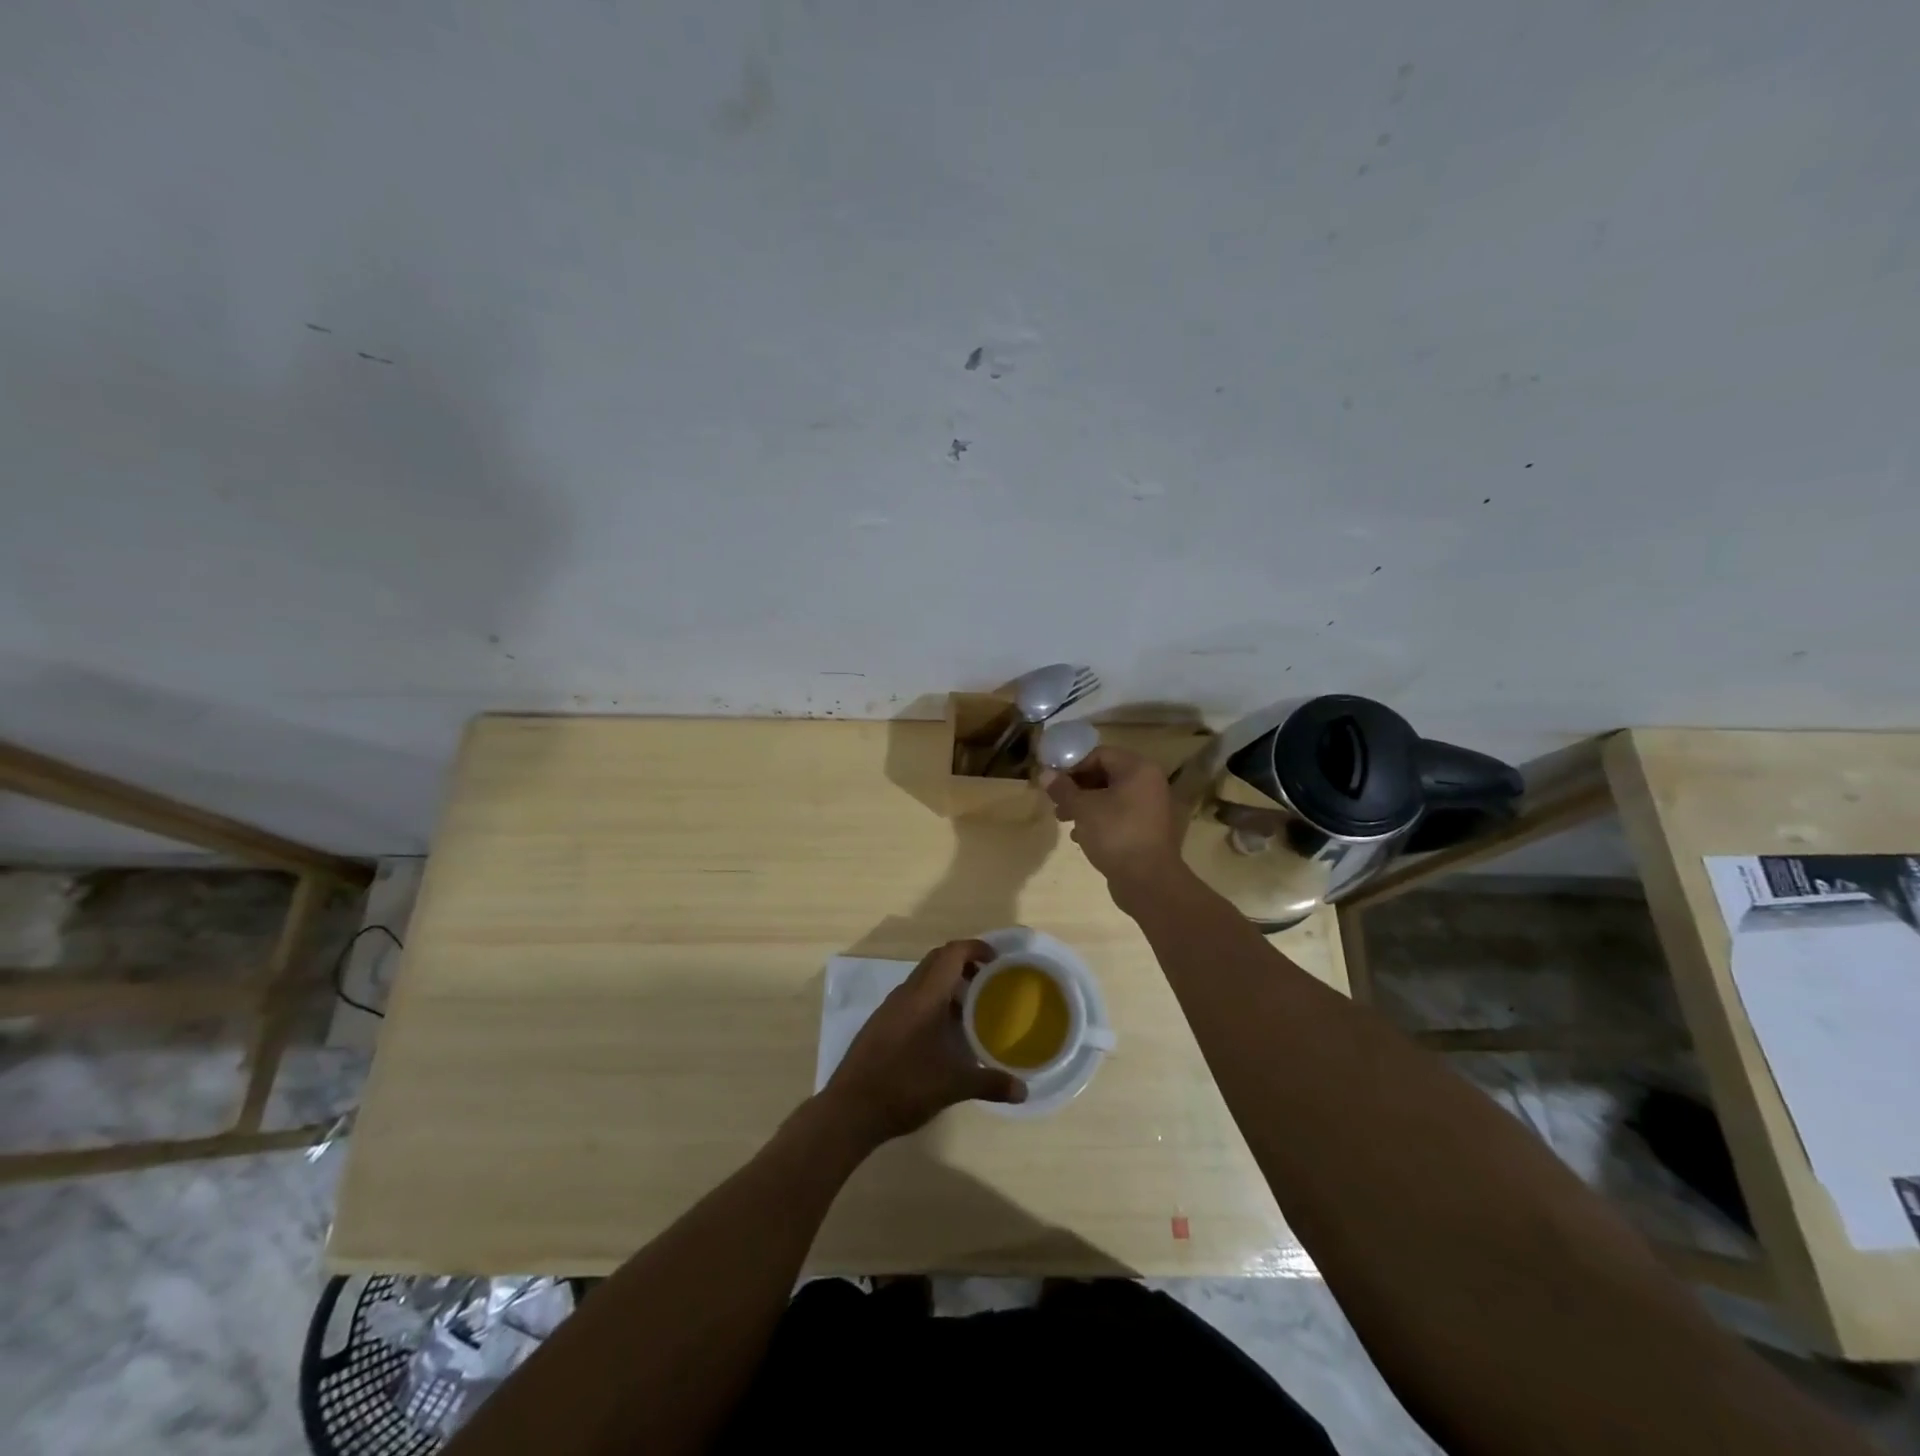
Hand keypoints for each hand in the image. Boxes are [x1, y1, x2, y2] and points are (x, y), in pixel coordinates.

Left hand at [823, 938, 1025, 1147]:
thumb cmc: (905, 1086)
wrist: (850, 1109)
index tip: (997, 960)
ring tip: (970, 1009)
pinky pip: (912, 998)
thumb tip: (1023, 1090)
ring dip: (947, 984)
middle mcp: (906, 994)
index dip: (975, 948)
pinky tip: (942, 1033)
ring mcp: (890, 1008)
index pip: (952, 953)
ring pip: (923, 980)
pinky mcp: (881, 1024)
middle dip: (963, 963)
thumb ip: (990, 1084)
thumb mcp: (953, 1086)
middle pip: (936, 961)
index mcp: (925, 996)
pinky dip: (932, 1002)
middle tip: (988, 981)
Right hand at [1041, 746, 1184, 897]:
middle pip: (1105, 775)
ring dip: (1085, 805)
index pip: (1100, 755)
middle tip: (1056, 801)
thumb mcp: (1083, 809)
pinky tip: (1080, 836)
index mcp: (1138, 769)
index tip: (1053, 781)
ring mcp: (1151, 807)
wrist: (1148, 881)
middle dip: (1077, 787)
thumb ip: (1063, 789)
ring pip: (1111, 797)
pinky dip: (1099, 820)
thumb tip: (1045, 773)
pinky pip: (1119, 816)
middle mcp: (1149, 783)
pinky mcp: (1148, 830)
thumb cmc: (1115, 834)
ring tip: (1063, 819)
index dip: (1073, 765)